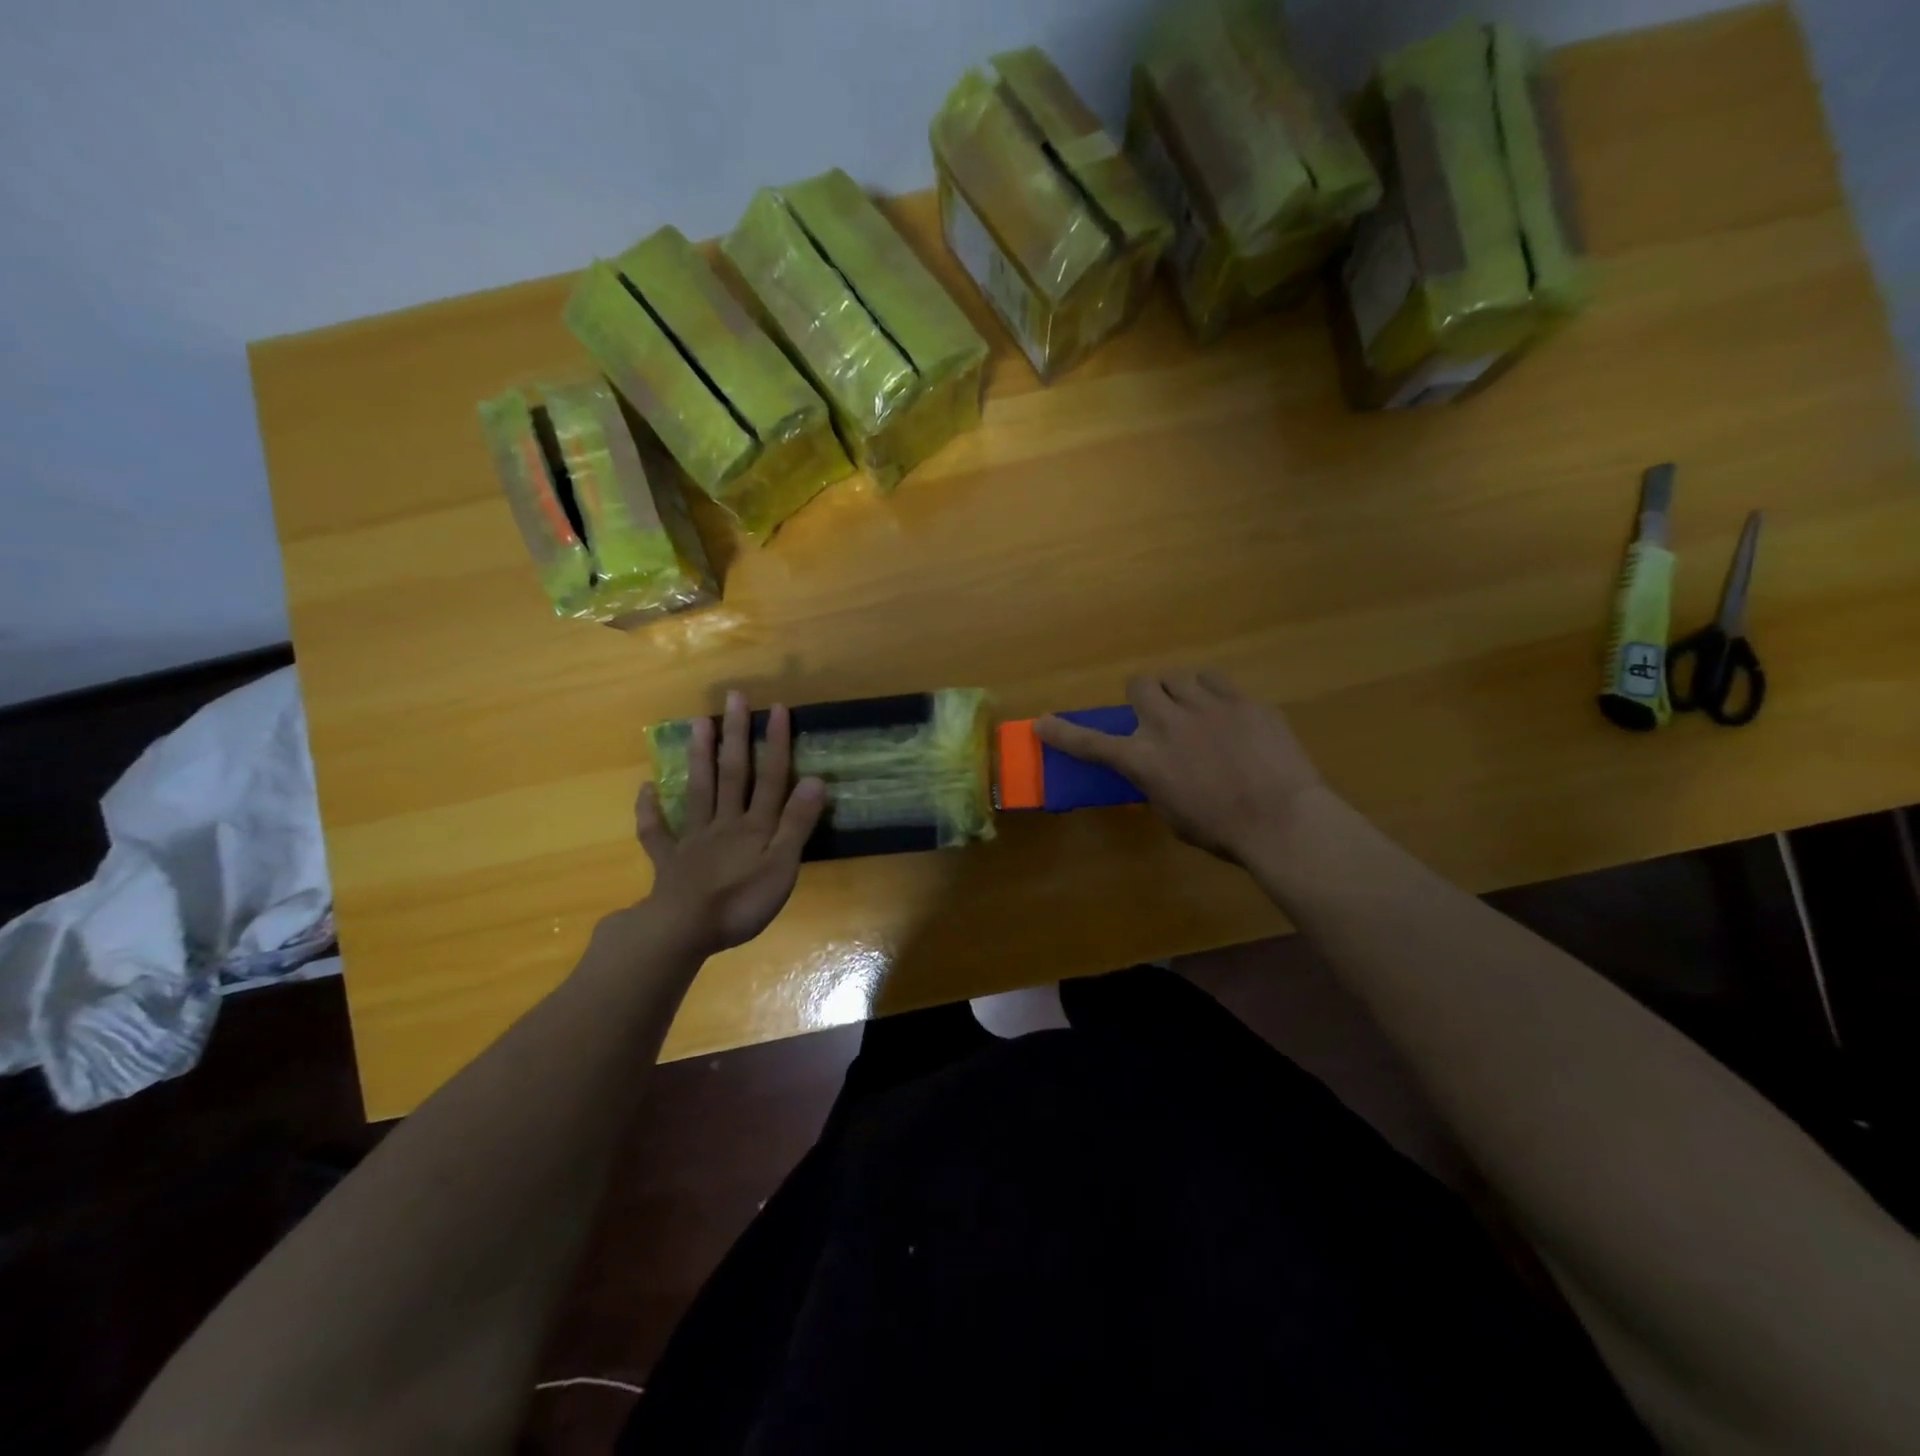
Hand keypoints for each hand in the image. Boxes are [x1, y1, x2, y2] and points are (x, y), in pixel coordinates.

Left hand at [633, 692, 826, 958]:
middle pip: (732, 773)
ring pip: (698, 790)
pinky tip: (645, 788)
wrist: (683, 931)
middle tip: (734, 697)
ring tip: (698, 722)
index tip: (777, 708)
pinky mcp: (670, 860)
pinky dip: (650, 810)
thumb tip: (815, 779)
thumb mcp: (782, 866)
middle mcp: (725, 822)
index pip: (770, 777)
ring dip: (699, 756)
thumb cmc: (741, 902)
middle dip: (736, 735)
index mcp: (755, 826)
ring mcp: (693, 839)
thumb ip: (797, 823)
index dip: (776, 743)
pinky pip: (657, 832)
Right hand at [1034, 671, 1325, 866]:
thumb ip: (1157, 782)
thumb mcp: (1173, 813)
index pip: (1090, 743)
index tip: (1043, 723)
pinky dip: (1212, 693)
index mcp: (1144, 759)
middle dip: (1143, 695)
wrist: (1282, 819)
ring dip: (1178, 691)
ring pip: (1178, 676)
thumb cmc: (1222, 830)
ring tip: (1194, 708)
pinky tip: (1226, 713)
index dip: (1063, 733)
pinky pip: (1216, 680)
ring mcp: (1207, 707)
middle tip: (1157, 712)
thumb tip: (1159, 769)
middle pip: (1140, 684)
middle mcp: (1167, 724)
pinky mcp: (1242, 701)